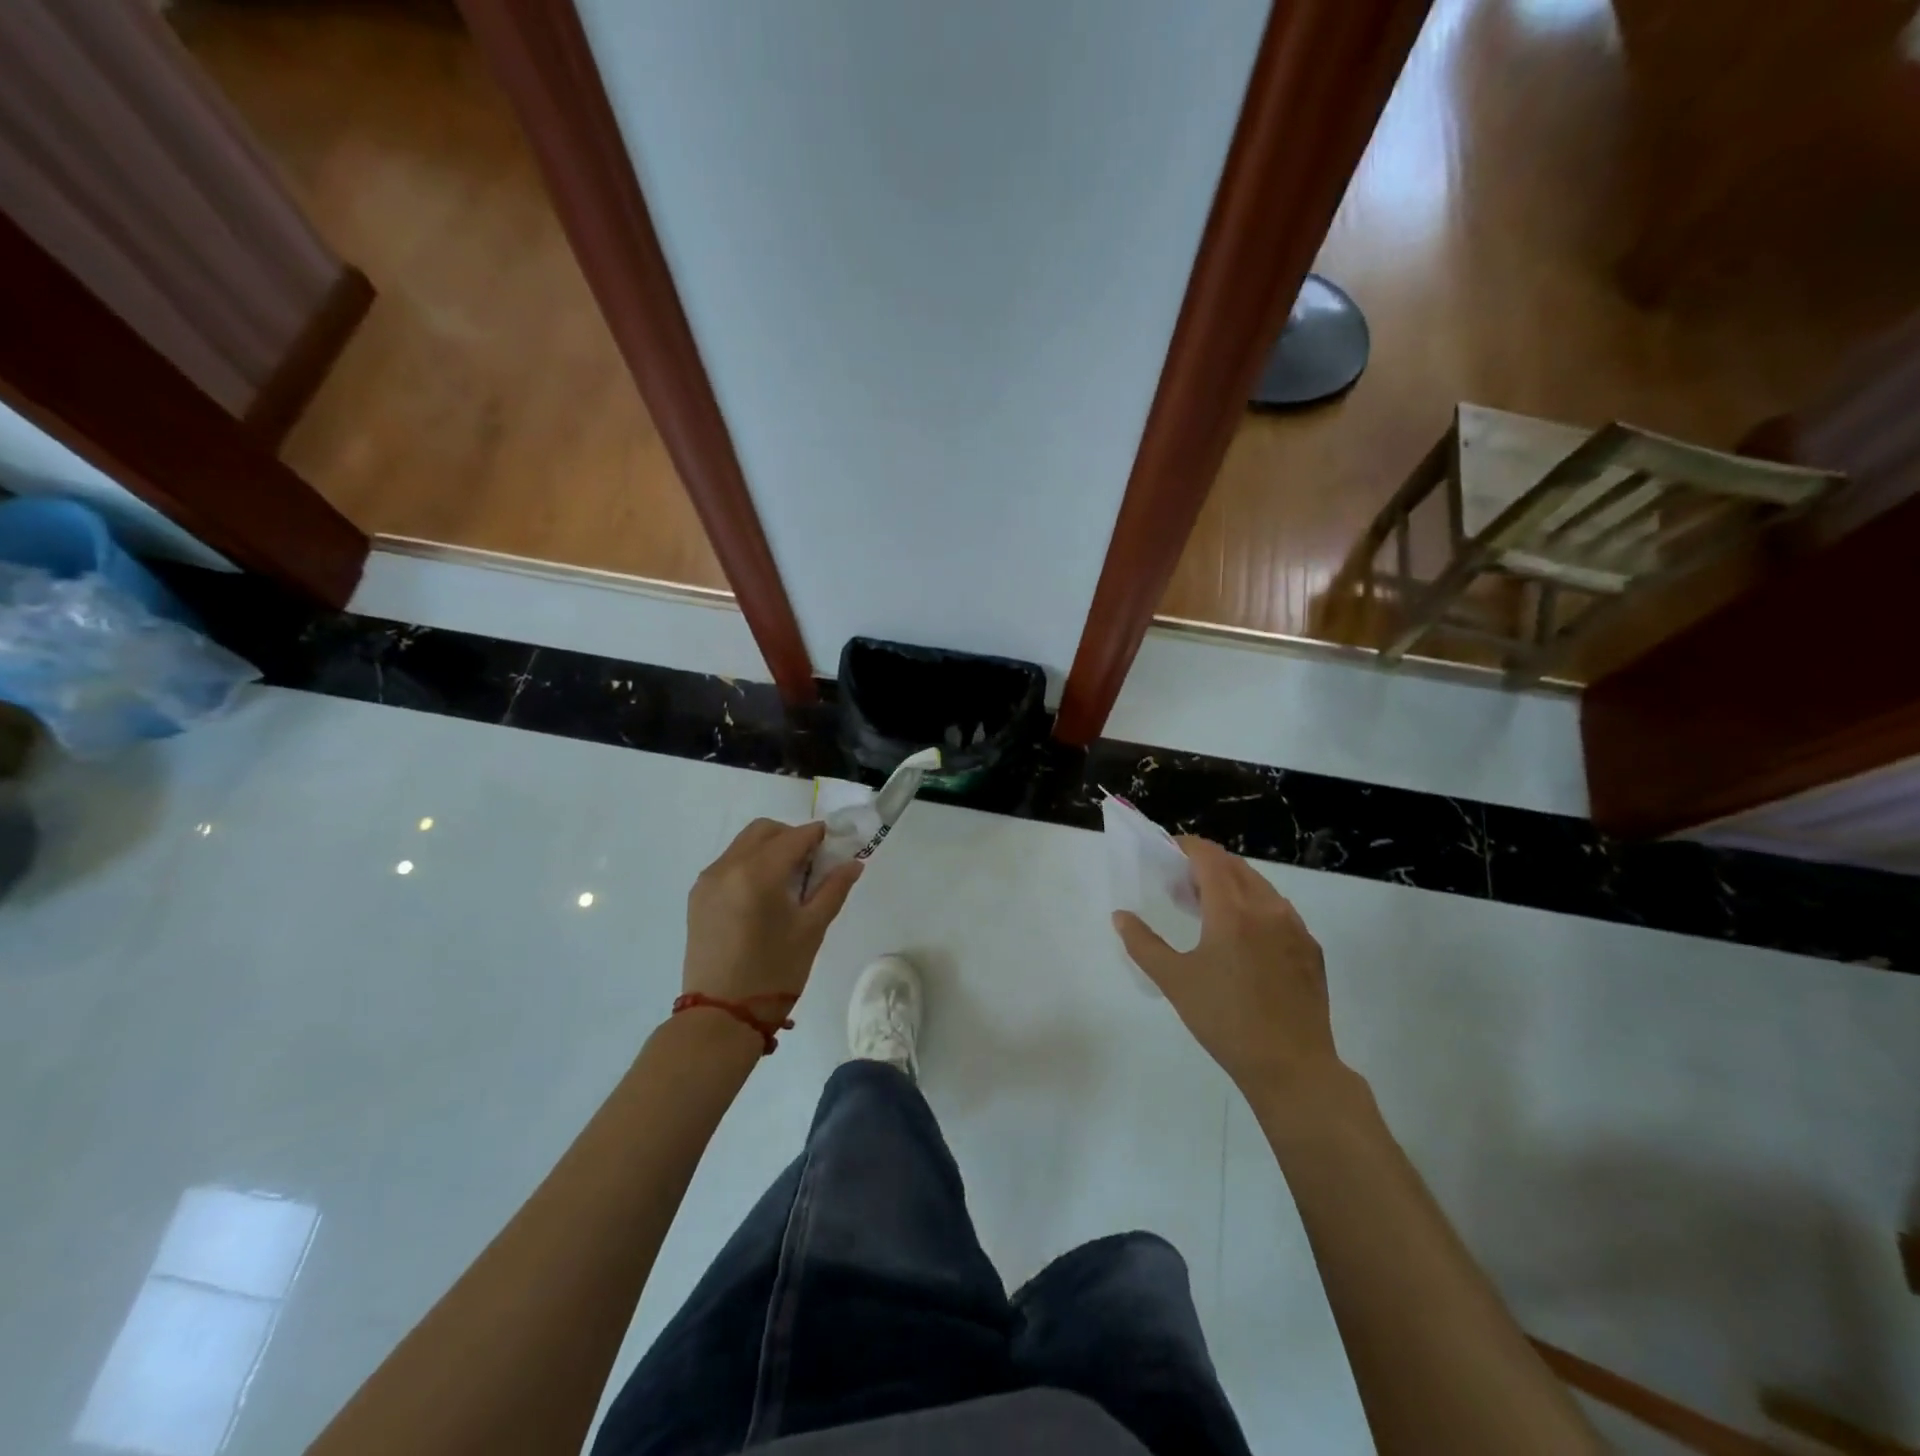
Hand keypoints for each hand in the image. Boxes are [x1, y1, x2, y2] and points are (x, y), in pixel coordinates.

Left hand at [683, 819, 861, 1007]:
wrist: (721, 1016)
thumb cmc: (774, 973)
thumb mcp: (811, 930)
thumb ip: (833, 889)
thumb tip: (854, 862)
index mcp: (758, 873)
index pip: (795, 837)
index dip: (819, 836)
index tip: (836, 847)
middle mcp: (728, 867)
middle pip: (765, 831)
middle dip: (792, 837)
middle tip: (813, 864)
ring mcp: (708, 880)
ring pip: (744, 844)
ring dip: (770, 849)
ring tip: (789, 882)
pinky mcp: (697, 896)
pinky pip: (728, 863)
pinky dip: (750, 864)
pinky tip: (764, 895)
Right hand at [1114, 836, 1340, 1099]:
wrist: (1291, 1067)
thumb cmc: (1225, 1020)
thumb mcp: (1174, 981)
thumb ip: (1143, 944)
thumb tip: (1121, 916)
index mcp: (1233, 911)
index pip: (1209, 858)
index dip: (1187, 847)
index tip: (1168, 851)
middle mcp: (1268, 908)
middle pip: (1235, 866)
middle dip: (1206, 865)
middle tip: (1181, 883)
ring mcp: (1295, 928)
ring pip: (1260, 887)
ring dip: (1232, 884)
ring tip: (1209, 908)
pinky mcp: (1311, 949)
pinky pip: (1279, 911)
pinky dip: (1255, 906)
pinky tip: (1242, 936)